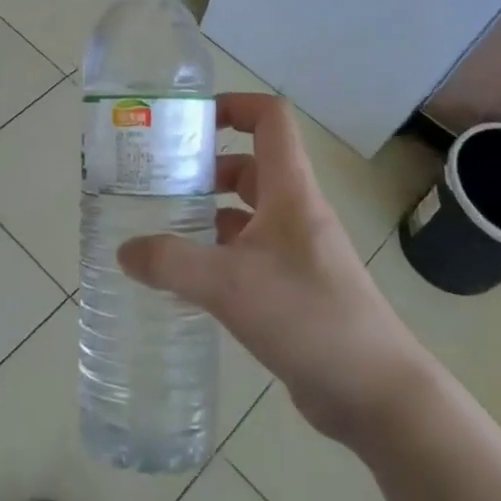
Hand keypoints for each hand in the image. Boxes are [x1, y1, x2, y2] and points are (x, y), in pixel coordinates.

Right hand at [116, 93, 432, 446]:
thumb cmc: (308, 317)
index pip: (270, 120)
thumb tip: (125, 251)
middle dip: (204, 169)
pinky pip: (248, 256)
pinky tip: (186, 280)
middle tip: (157, 184)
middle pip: (249, 167)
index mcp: (290, 192)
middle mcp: (295, 213)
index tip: (189, 122)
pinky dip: (217, 257)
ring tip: (161, 230)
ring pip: (246, 215)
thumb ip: (170, 263)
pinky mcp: (294, 290)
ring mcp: (297, 253)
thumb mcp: (229, 284)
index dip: (233, 106)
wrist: (376, 393)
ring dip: (207, 215)